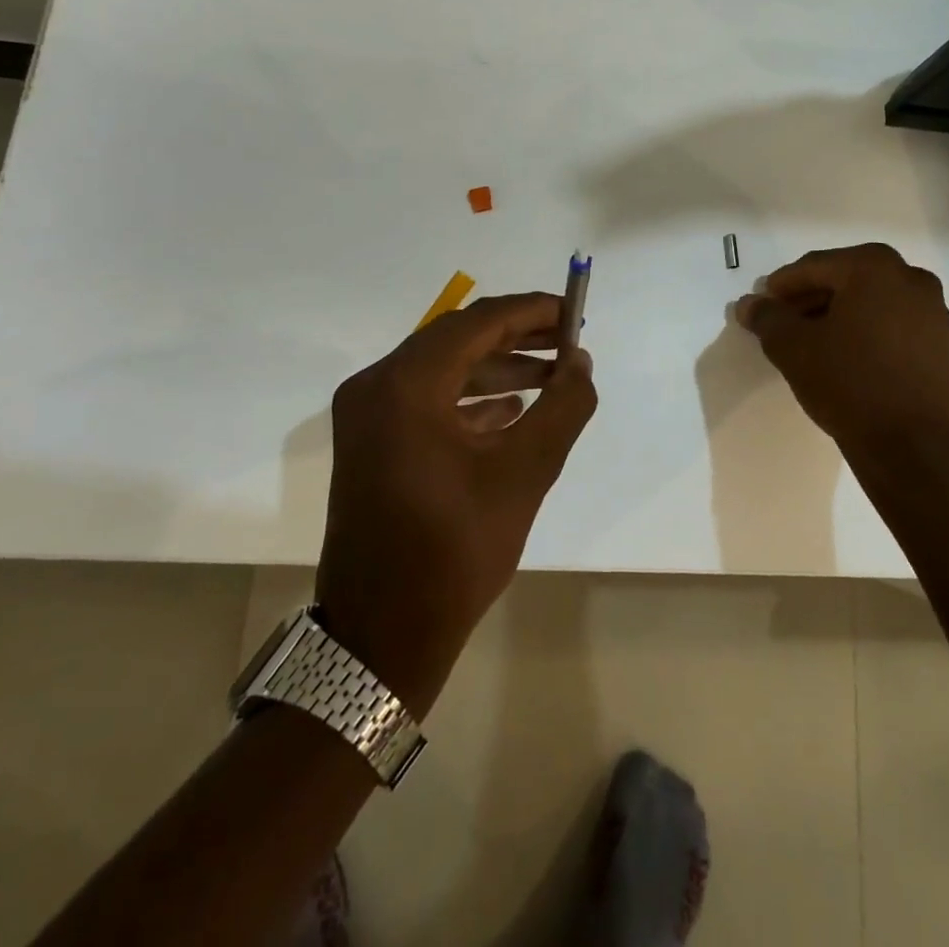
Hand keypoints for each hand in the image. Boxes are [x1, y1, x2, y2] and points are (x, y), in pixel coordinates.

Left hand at [315, 293, 596, 716]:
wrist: (382, 637)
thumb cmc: (455, 551)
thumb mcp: (525, 473)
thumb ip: (563, 406)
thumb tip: (581, 362)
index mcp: (405, 385)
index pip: (478, 322)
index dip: (532, 311)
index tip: (575, 312)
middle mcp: (376, 386)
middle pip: (457, 339)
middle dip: (518, 337)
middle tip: (569, 341)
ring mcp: (367, 415)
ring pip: (442, 369)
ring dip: (498, 367)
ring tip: (553, 375)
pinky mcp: (371, 442)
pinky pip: (427, 400)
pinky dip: (471, 397)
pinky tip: (513, 409)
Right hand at [735, 243, 948, 477]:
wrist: (914, 447)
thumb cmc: (849, 384)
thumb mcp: (793, 349)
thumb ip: (767, 318)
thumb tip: (749, 304)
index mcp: (874, 267)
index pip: (814, 266)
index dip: (781, 285)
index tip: (761, 303)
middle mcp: (910, 278)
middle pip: (844, 279)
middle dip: (809, 298)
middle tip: (780, 320)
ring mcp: (932, 311)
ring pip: (870, 301)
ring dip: (835, 313)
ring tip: (807, 340)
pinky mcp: (941, 343)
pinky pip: (891, 322)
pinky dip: (863, 329)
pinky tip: (841, 354)